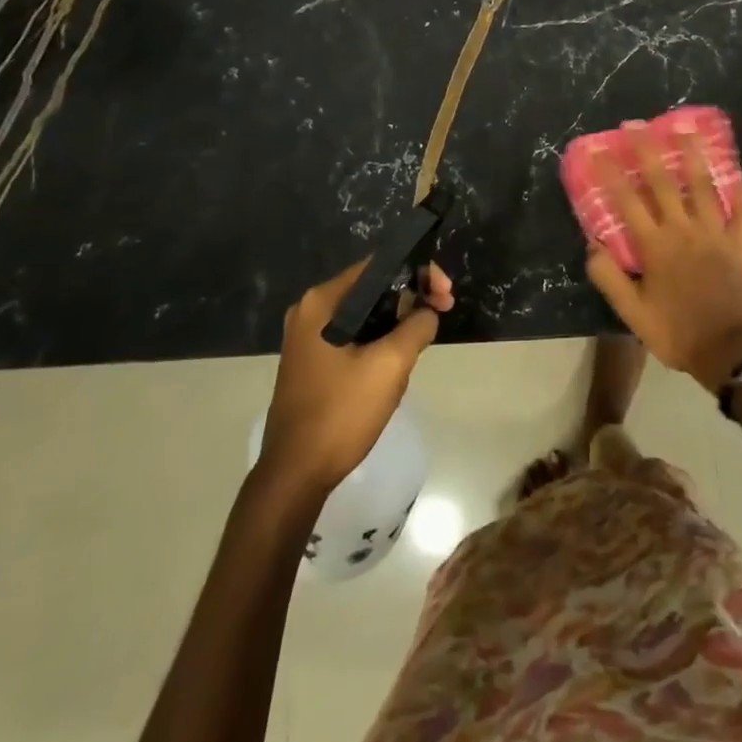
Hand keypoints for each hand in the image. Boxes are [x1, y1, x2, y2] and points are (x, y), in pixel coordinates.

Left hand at [260, 260, 453, 492]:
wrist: (295, 475)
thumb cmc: (341, 413)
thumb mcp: (390, 365)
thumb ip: (416, 327)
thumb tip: (427, 313)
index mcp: (322, 302)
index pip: (378, 267)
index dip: (418, 273)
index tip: (445, 295)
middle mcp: (310, 312)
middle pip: (372, 289)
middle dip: (411, 297)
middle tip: (443, 313)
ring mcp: (308, 338)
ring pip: (365, 315)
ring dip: (398, 321)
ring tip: (424, 339)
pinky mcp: (313, 362)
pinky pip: (354, 336)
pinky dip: (380, 339)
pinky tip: (398, 360)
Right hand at [584, 130, 741, 391]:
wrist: (727, 351)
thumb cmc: (676, 333)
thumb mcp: (633, 313)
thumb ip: (610, 277)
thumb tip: (592, 244)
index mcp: (656, 246)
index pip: (627, 202)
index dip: (610, 174)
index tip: (598, 150)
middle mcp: (685, 230)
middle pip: (663, 182)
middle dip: (647, 151)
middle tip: (637, 124)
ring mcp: (717, 234)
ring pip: (705, 186)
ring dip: (695, 155)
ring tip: (688, 129)